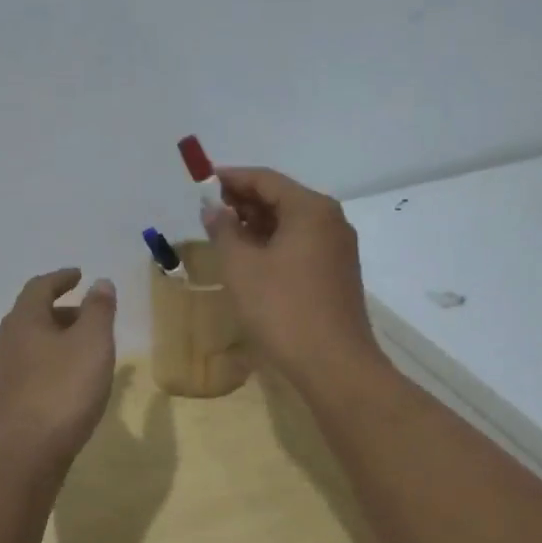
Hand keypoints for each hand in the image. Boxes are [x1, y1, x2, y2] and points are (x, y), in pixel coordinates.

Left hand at [0, 269, 117, 468]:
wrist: (26, 455)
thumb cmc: (63, 391)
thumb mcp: (92, 344)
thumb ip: (98, 310)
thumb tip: (99, 282)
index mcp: (24, 321)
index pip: (39, 286)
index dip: (61, 278)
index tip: (80, 275)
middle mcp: (6, 341)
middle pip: (33, 314)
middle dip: (61, 309)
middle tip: (89, 314)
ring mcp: (2, 373)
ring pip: (31, 343)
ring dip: (56, 338)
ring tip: (84, 349)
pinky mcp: (6, 401)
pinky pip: (30, 368)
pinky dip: (50, 362)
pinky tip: (68, 381)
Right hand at [200, 167, 380, 377]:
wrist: (334, 364)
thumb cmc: (282, 309)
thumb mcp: (242, 267)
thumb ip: (224, 230)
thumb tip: (213, 209)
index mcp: (311, 209)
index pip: (266, 179)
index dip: (232, 178)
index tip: (203, 182)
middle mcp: (330, 220)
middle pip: (282, 197)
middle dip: (244, 201)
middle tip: (210, 212)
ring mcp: (338, 248)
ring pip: (292, 223)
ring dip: (258, 224)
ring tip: (224, 235)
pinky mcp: (337, 272)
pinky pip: (301, 244)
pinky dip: (274, 243)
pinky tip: (251, 259)